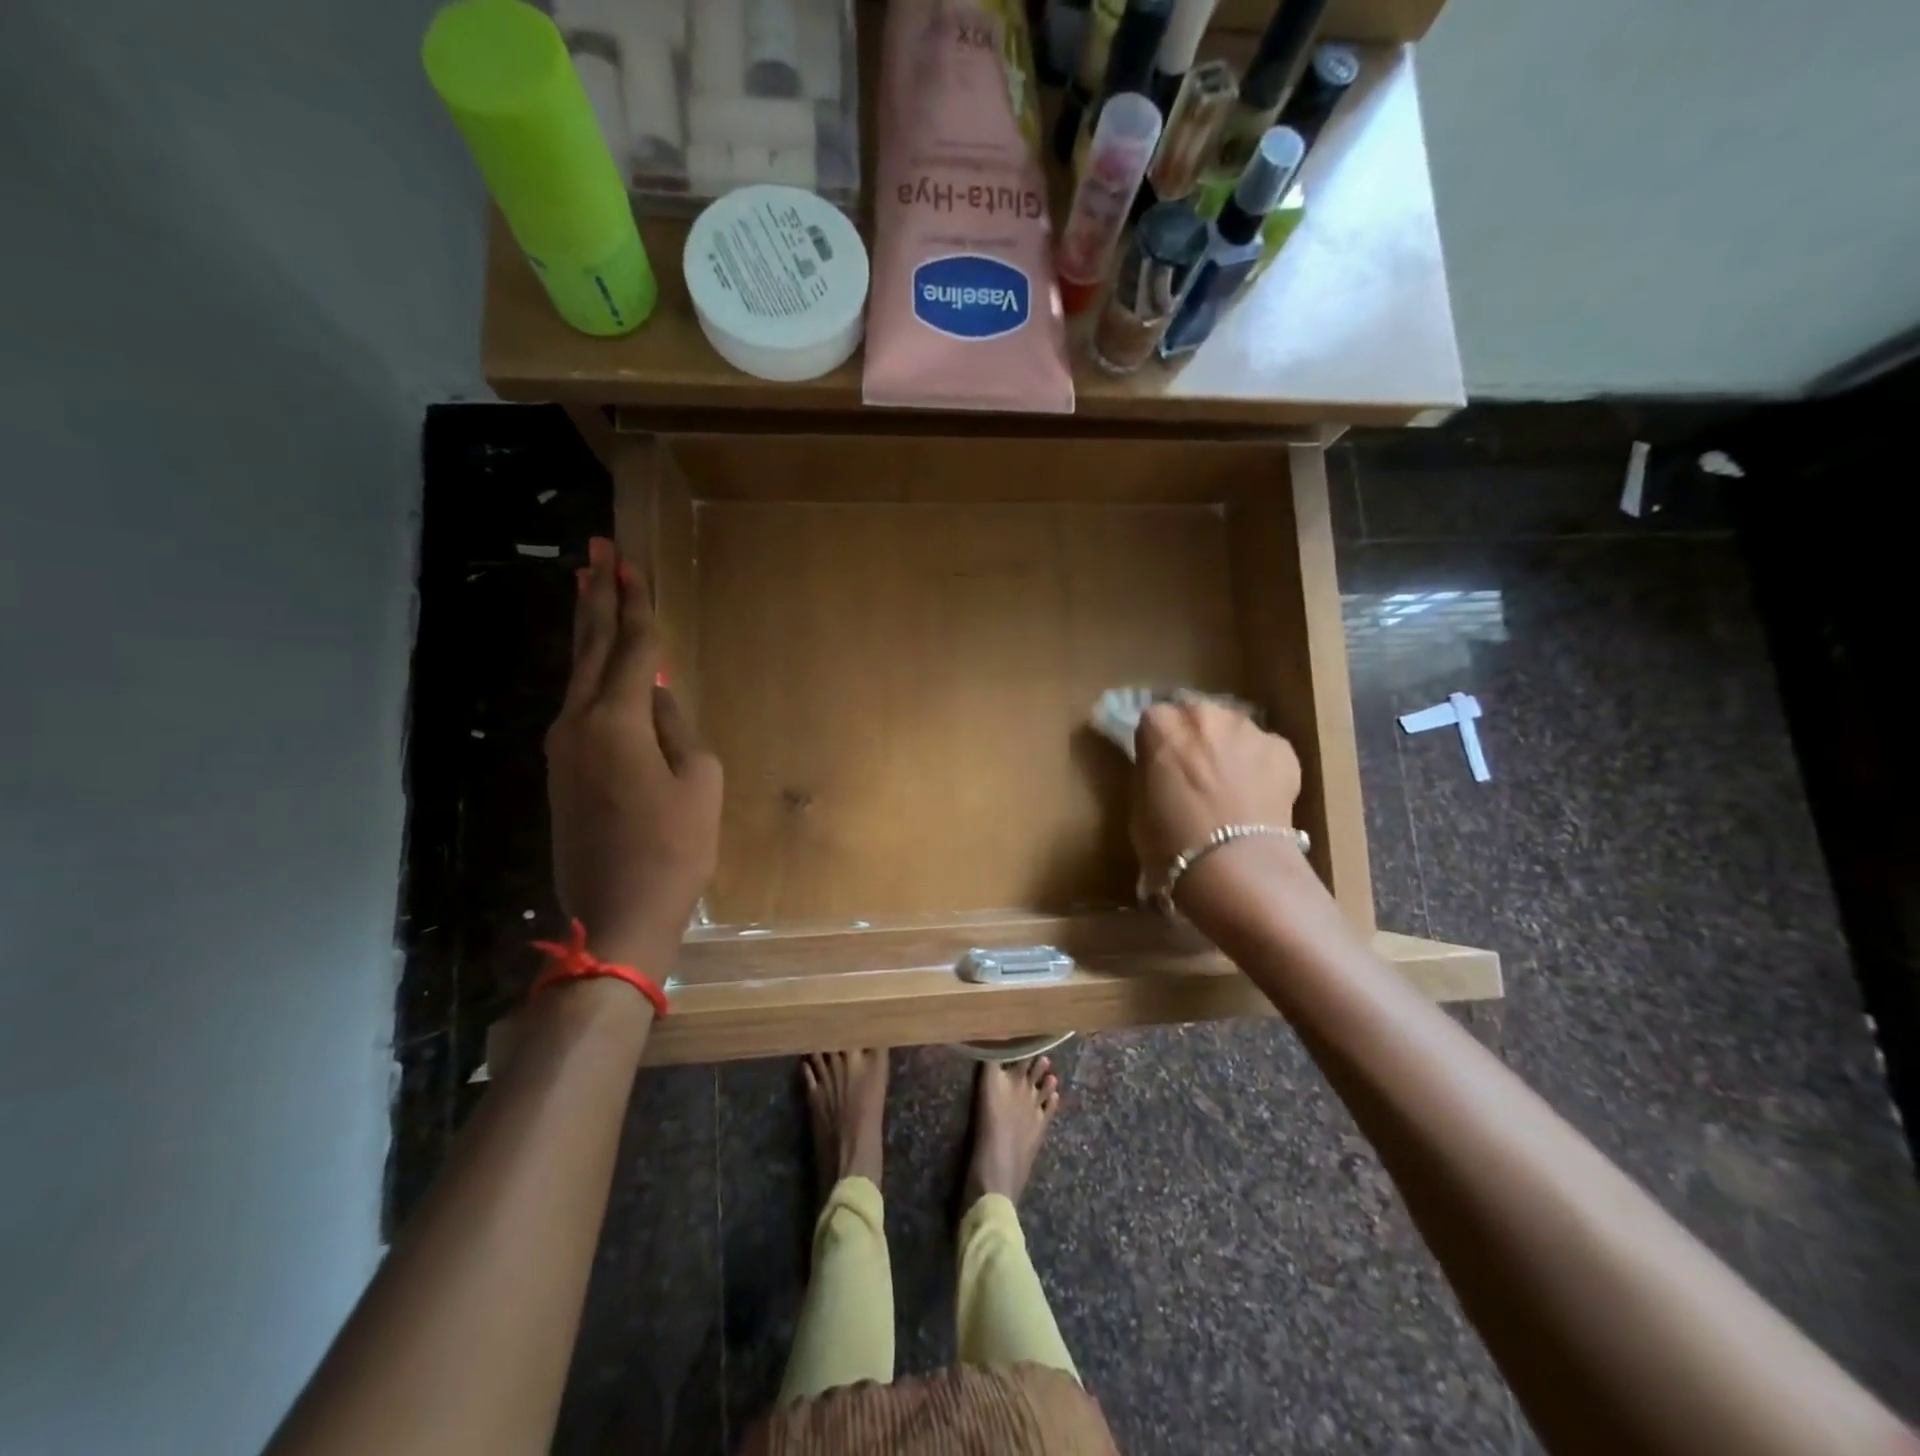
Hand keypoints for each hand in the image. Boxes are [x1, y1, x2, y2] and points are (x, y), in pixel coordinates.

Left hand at [545, 537, 721, 974]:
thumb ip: (677, 727)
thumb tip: (655, 694)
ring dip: (586, 630)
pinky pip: (575, 705)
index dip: (633, 605)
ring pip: (575, 674)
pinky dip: (586, 672)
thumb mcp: (699, 781)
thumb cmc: (674, 849)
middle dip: (596, 598)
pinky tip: (593, 661)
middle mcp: (577, 724)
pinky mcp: (560, 771)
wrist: (617, 913)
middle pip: (589, 648)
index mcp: (616, 722)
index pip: (629, 648)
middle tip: (596, 552)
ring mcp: (562, 748)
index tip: (628, 562)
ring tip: (589, 589)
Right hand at [1130, 700, 1302, 888]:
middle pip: (1196, 718)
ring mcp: (1248, 728)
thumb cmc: (1171, 841)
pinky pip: (1265, 752)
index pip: (1153, 722)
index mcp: (1161, 725)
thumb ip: (1150, 773)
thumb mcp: (1139, 805)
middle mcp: (1204, 714)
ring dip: (1229, 750)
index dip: (1157, 746)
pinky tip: (1257, 798)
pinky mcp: (1283, 749)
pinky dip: (1261, 768)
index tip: (1160, 768)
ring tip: (1230, 789)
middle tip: (1196, 776)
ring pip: (1233, 731)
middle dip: (1195, 740)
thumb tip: (1162, 768)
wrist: (1235, 866)